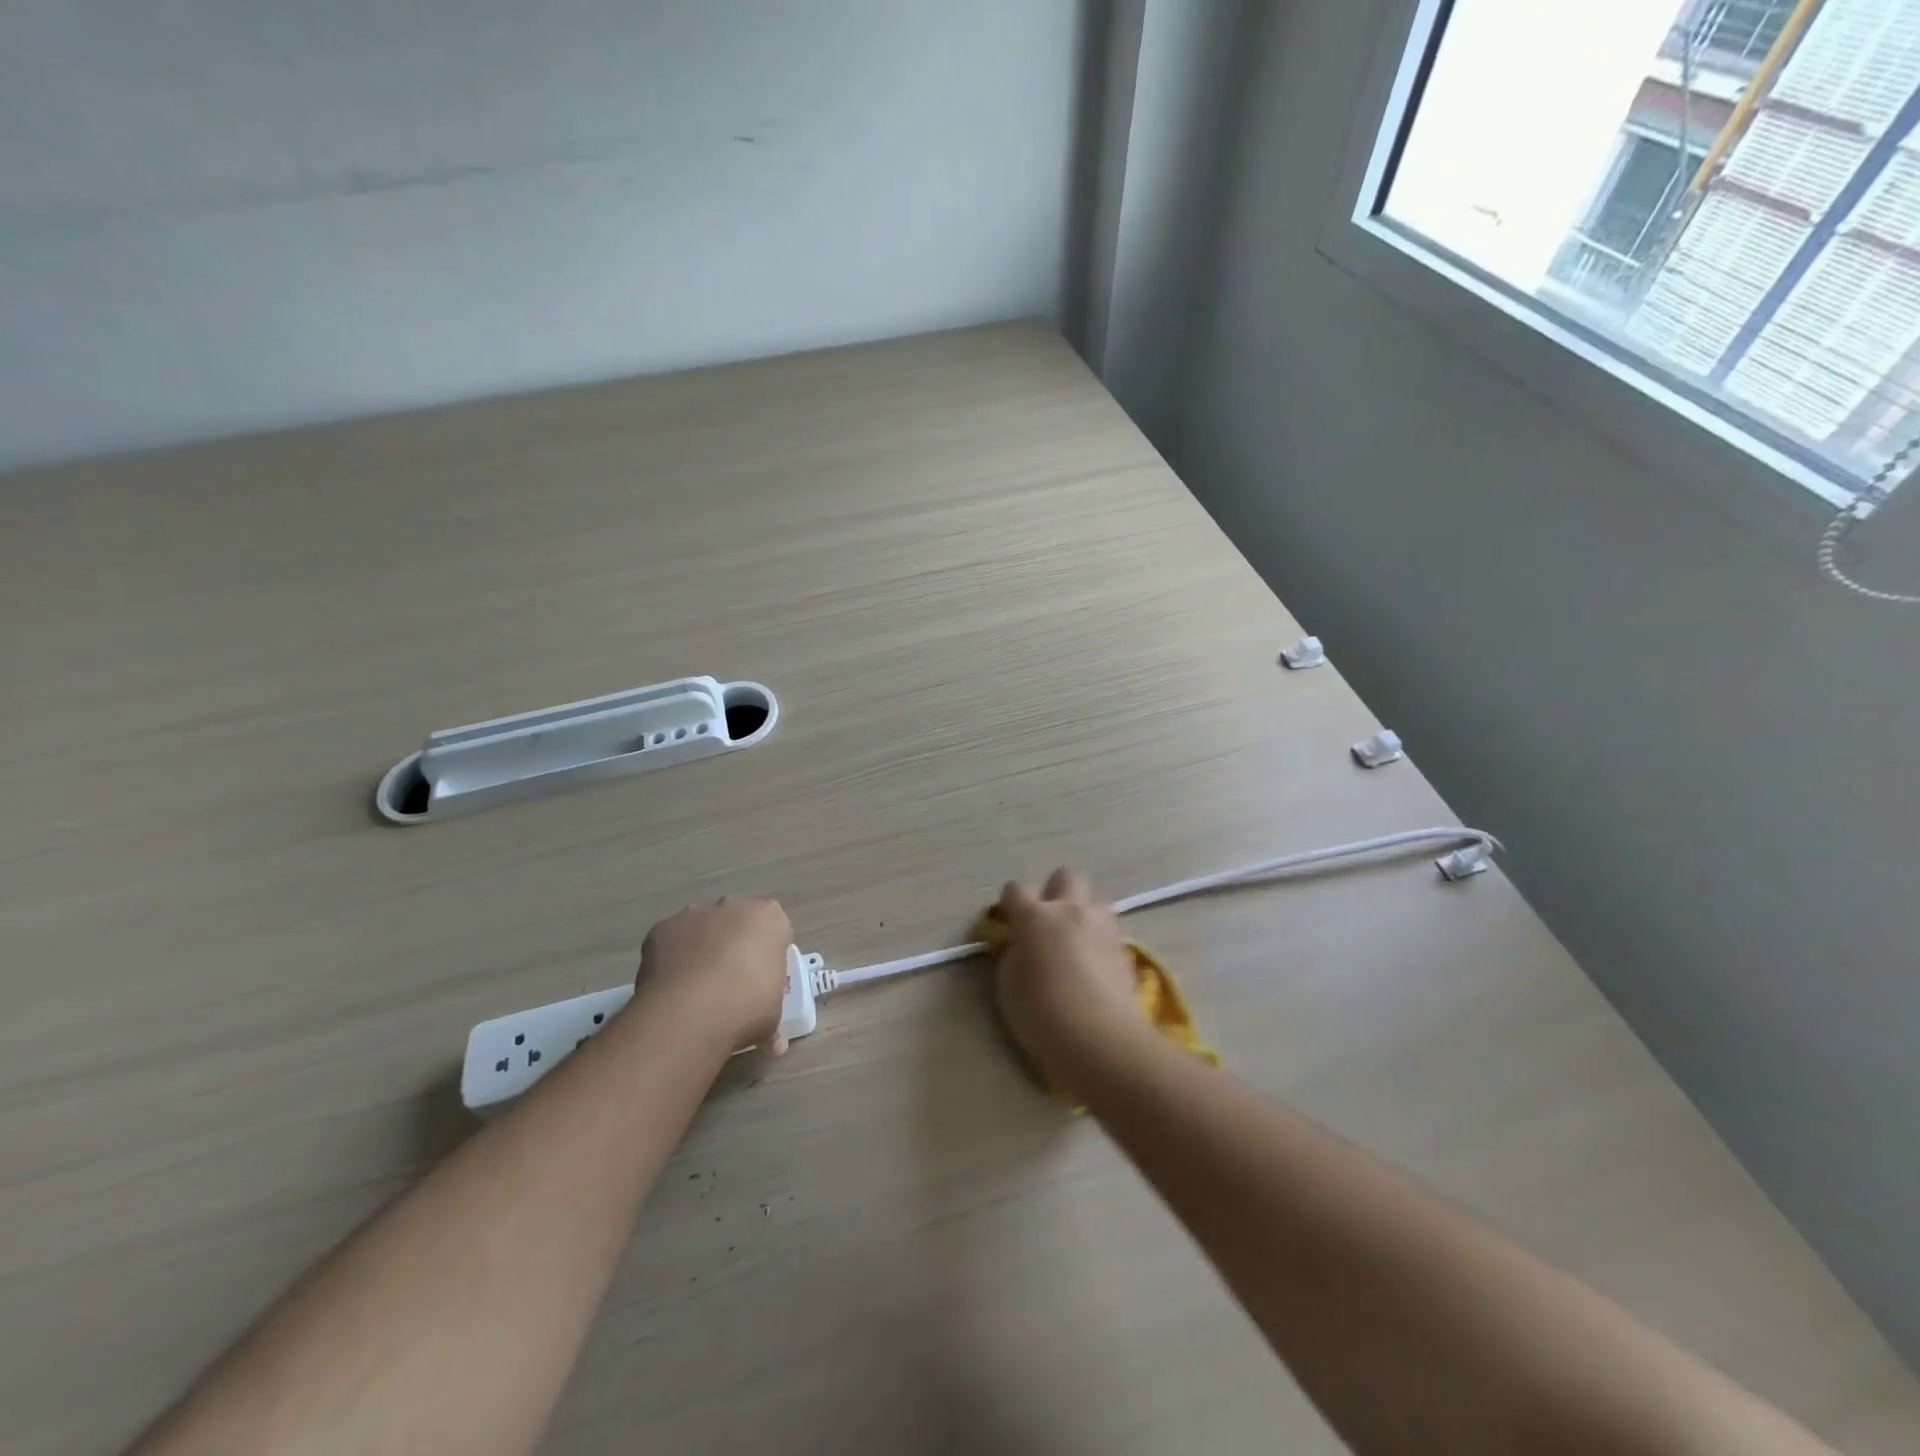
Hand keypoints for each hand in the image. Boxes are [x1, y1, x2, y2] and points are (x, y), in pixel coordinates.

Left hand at [635, 897, 793, 1054]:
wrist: (692, 1010)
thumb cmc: (747, 1007)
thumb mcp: (771, 1018)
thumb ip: (773, 1024)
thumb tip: (775, 1045)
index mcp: (770, 919)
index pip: (775, 928)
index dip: (769, 951)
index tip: (763, 975)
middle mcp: (734, 906)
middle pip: (738, 920)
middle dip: (735, 942)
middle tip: (731, 979)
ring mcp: (696, 913)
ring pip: (702, 926)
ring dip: (702, 946)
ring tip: (696, 986)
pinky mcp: (663, 927)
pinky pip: (671, 940)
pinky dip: (672, 956)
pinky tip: (671, 985)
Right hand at [993, 869, 1147, 1089]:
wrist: (1098, 1038)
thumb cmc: (1041, 1014)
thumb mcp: (1008, 984)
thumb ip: (1014, 954)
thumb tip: (1022, 945)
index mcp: (1035, 916)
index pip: (1016, 889)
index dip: (1011, 904)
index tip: (1010, 923)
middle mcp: (1070, 910)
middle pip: (1065, 876)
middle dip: (1055, 892)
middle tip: (1049, 922)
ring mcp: (1102, 926)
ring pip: (1095, 898)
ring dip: (1084, 911)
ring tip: (1078, 939)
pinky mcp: (1126, 947)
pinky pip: (1111, 928)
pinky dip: (1101, 938)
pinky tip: (1097, 963)